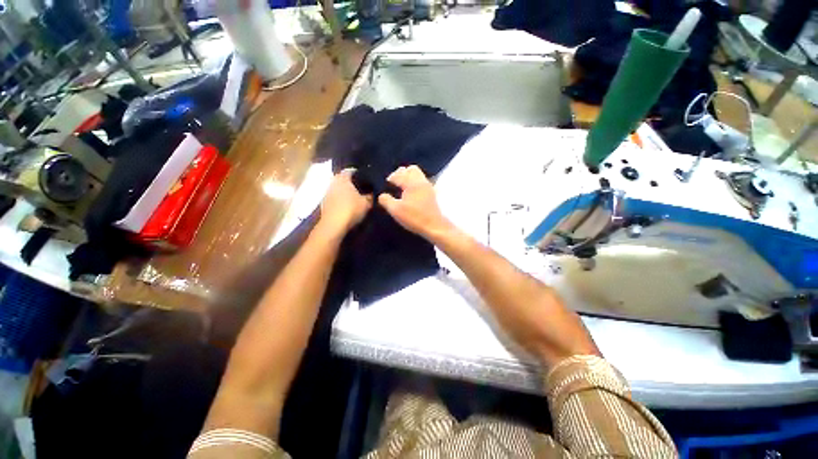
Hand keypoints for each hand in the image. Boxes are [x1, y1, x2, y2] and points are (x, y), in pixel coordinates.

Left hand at [319, 169, 372, 234]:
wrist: (333, 226)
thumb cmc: (351, 209)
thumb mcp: (367, 203)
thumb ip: (371, 196)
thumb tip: (374, 192)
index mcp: (342, 177)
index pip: (352, 171)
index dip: (361, 175)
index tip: (369, 181)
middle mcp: (333, 182)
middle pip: (345, 181)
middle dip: (354, 185)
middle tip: (365, 190)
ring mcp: (327, 193)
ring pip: (340, 190)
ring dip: (347, 194)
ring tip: (358, 200)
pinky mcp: (324, 204)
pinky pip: (336, 200)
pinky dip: (342, 202)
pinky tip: (349, 208)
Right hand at [378, 165, 451, 239]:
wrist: (434, 226)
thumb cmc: (414, 217)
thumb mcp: (395, 210)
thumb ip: (386, 200)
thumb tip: (382, 195)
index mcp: (411, 183)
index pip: (398, 174)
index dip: (390, 179)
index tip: (386, 187)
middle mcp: (421, 181)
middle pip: (410, 169)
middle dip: (401, 174)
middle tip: (395, 185)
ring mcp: (428, 186)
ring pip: (417, 175)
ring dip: (409, 178)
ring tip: (402, 190)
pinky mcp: (432, 193)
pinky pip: (422, 182)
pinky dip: (415, 184)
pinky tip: (410, 195)